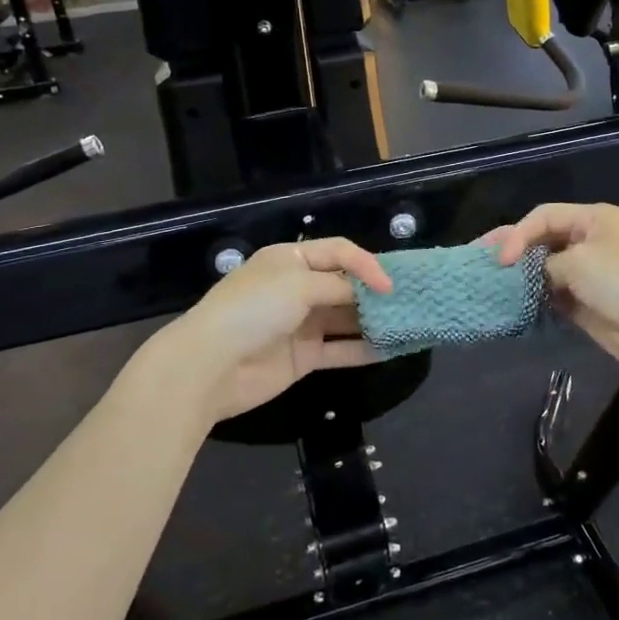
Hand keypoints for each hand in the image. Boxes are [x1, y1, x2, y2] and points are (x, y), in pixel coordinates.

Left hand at [141, 238, 392, 426]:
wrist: (210, 366)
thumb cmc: (254, 310)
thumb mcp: (298, 285)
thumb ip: (339, 287)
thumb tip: (370, 292)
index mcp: (290, 260)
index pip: (339, 252)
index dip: (366, 264)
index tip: (389, 285)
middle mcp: (297, 288)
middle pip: (344, 285)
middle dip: (375, 293)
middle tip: (408, 302)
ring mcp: (301, 324)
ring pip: (346, 319)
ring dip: (373, 321)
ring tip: (407, 324)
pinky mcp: (303, 357)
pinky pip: (340, 349)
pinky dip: (364, 349)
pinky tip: (390, 349)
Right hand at [492, 204, 618, 384]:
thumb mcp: (578, 261)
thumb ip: (545, 263)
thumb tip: (531, 275)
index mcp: (592, 219)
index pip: (543, 217)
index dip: (518, 234)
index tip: (500, 259)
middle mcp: (589, 242)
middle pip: (542, 241)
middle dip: (513, 250)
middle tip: (479, 260)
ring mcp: (587, 274)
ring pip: (544, 269)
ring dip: (521, 276)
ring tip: (489, 282)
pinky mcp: (584, 303)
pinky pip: (551, 296)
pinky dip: (533, 298)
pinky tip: (512, 303)